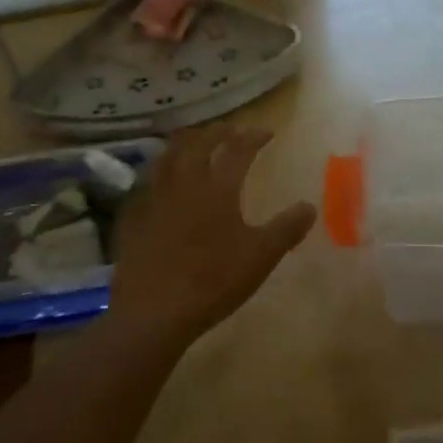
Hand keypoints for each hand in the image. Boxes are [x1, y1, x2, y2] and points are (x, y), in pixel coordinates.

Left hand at [105, 125, 316, 346]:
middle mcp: (184, 183)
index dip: (253, 136)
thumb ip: (287, 229)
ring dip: (185, 143)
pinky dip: (158, 172)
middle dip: (217, 132)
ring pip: (167, 156)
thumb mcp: (261, 257)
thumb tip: (309, 207)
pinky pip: (146, 183)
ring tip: (194, 143)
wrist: (153, 312)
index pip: (238, 149)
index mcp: (217, 188)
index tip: (267, 132)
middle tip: (230, 129)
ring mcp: (154, 199)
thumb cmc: (213, 281)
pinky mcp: (133, 218)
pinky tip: (161, 183)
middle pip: (198, 143)